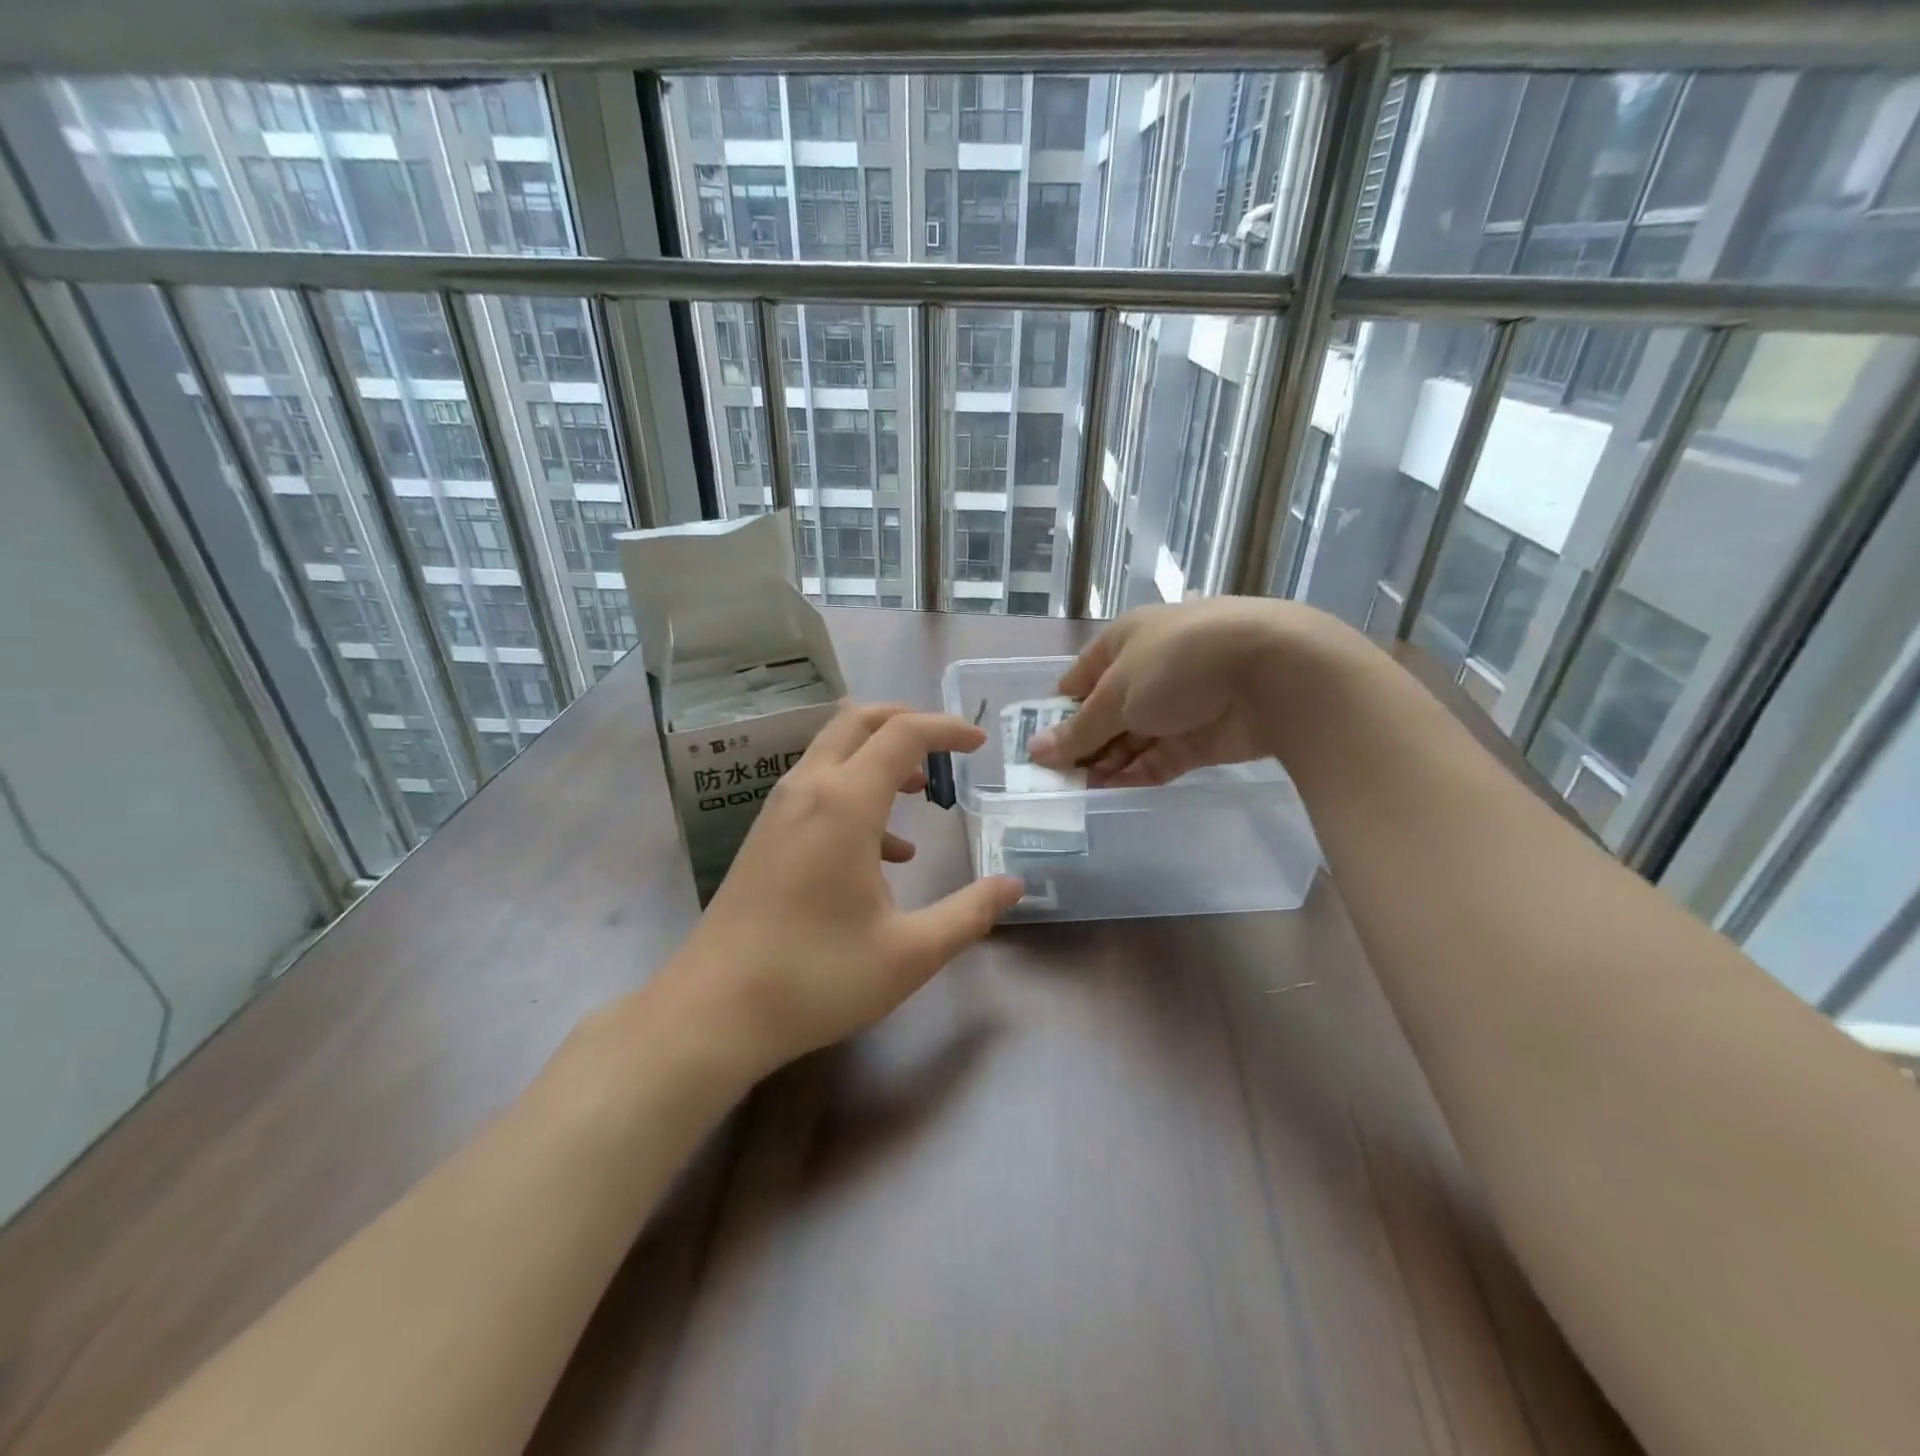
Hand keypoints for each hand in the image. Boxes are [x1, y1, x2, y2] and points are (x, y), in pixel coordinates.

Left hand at [667, 704, 1023, 1079]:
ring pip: (833, 750)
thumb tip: (1013, 886)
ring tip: (920, 793)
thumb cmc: (816, 978)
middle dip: (906, 721)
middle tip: (945, 747)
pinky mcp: (765, 836)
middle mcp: (808, 790)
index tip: (980, 743)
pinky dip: (855, 792)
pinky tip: (883, 853)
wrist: (713, 1012)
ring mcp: (779, 811)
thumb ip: (969, 913)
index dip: (947, 728)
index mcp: (844, 804)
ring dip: (879, 757)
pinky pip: (817, 787)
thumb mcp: (909, 953)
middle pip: (858, 721)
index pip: (902, 733)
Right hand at [1029, 597, 1295, 786]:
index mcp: (1124, 642)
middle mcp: (1149, 671)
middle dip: (1081, 744)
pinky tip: (1108, 793)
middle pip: (1106, 713)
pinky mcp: (1201, 738)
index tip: (1038, 746)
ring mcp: (1178, 706)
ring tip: (1073, 792)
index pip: (1080, 679)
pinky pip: (1158, 759)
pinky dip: (1135, 774)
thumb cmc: (1177, 664)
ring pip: (1131, 739)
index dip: (1058, 711)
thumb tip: (1035, 751)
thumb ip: (1078, 730)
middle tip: (1053, 780)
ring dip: (1105, 764)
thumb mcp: (1116, 694)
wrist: (1272, 673)